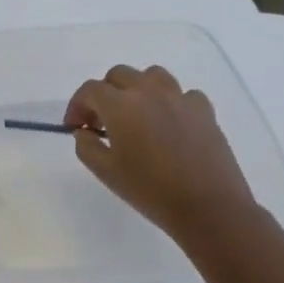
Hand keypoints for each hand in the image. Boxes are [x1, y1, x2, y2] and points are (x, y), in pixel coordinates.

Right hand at [64, 65, 259, 242]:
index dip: (77, 105)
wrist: (208, 208)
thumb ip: (86, 146)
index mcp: (120, 106)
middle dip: (105, 93)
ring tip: (136, 114)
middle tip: (102, 121)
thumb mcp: (105, 172)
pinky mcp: (205, 111)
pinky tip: (169, 123)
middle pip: (119, 75)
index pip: (90, 90)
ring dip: (137, 88)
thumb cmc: (150, 190)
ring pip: (152, 76)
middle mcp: (149, 92)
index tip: (75, 127)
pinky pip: (183, 94)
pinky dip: (171, 102)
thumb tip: (84, 132)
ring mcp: (180, 98)